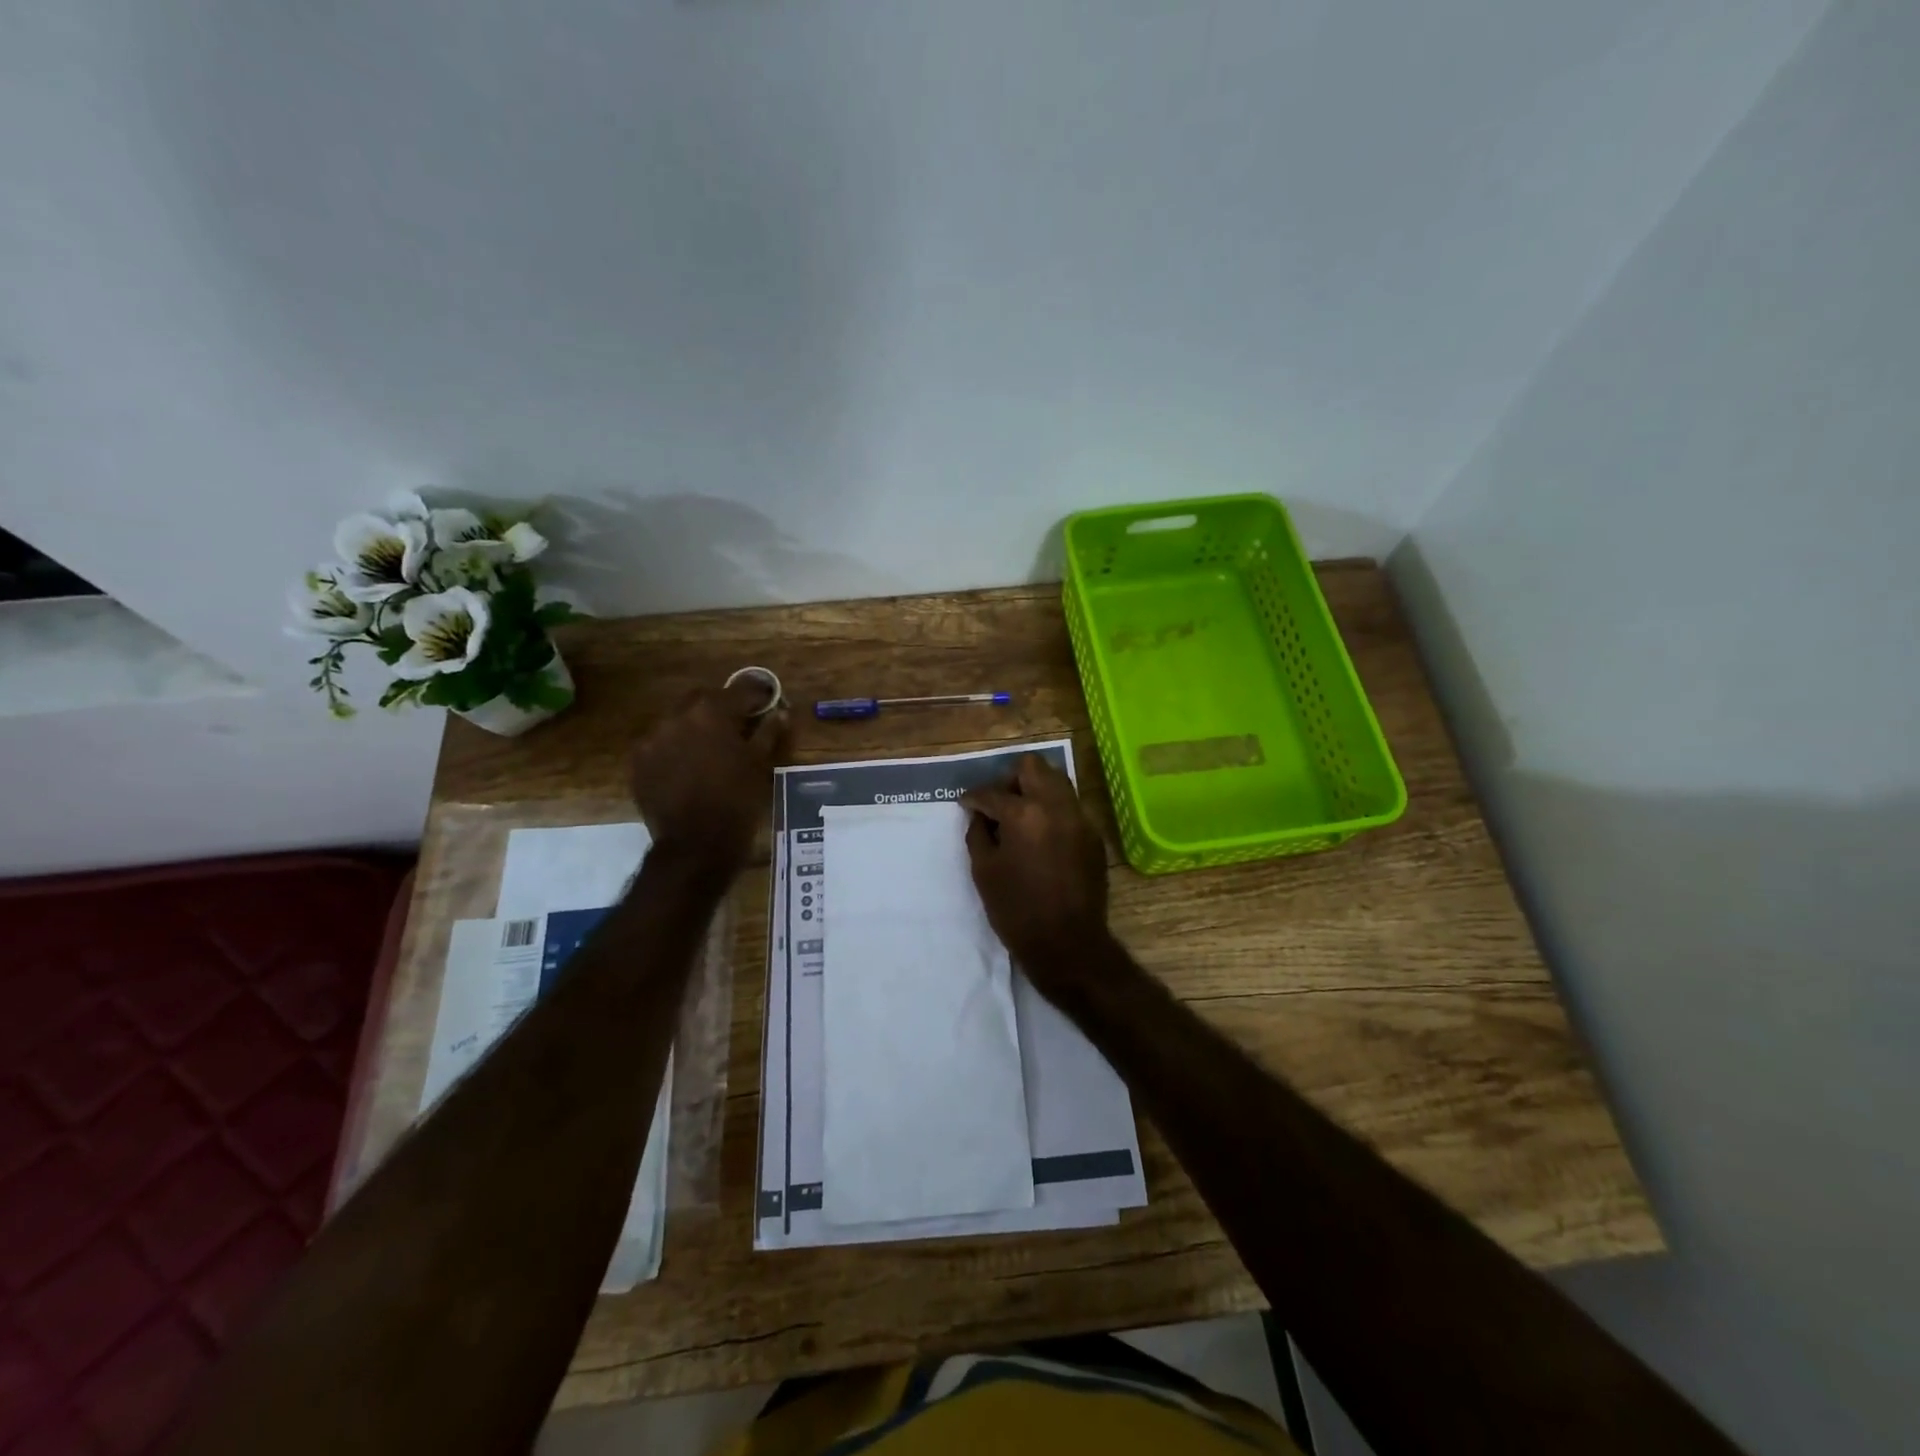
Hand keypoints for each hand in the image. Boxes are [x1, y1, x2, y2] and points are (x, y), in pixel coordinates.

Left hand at [629, 681, 787, 869]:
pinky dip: (675, 747)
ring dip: (695, 726)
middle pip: (703, 698)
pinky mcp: (638, 761)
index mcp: (712, 712)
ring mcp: (652, 738)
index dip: (757, 695)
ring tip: (710, 748)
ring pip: (678, 720)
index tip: (768, 702)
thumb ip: (768, 733)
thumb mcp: (760, 765)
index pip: (740, 690)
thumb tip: (780, 712)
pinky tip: (687, 766)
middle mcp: (677, 716)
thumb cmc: (737, 802)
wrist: (695, 845)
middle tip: (737, 724)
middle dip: (721, 706)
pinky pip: (660, 743)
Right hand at [961, 755, 1111, 989]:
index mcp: (1024, 814)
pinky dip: (1052, 810)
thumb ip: (978, 834)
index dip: (973, 798)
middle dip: (1010, 779)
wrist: (1068, 944)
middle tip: (998, 803)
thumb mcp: (984, 871)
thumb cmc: (1017, 911)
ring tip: (1019, 815)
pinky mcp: (1093, 835)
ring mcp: (1080, 818)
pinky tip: (1040, 835)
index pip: (992, 792)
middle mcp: (1056, 806)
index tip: (966, 805)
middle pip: (1033, 767)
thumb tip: (980, 815)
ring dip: (1034, 789)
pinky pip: (1070, 807)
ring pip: (1057, 781)